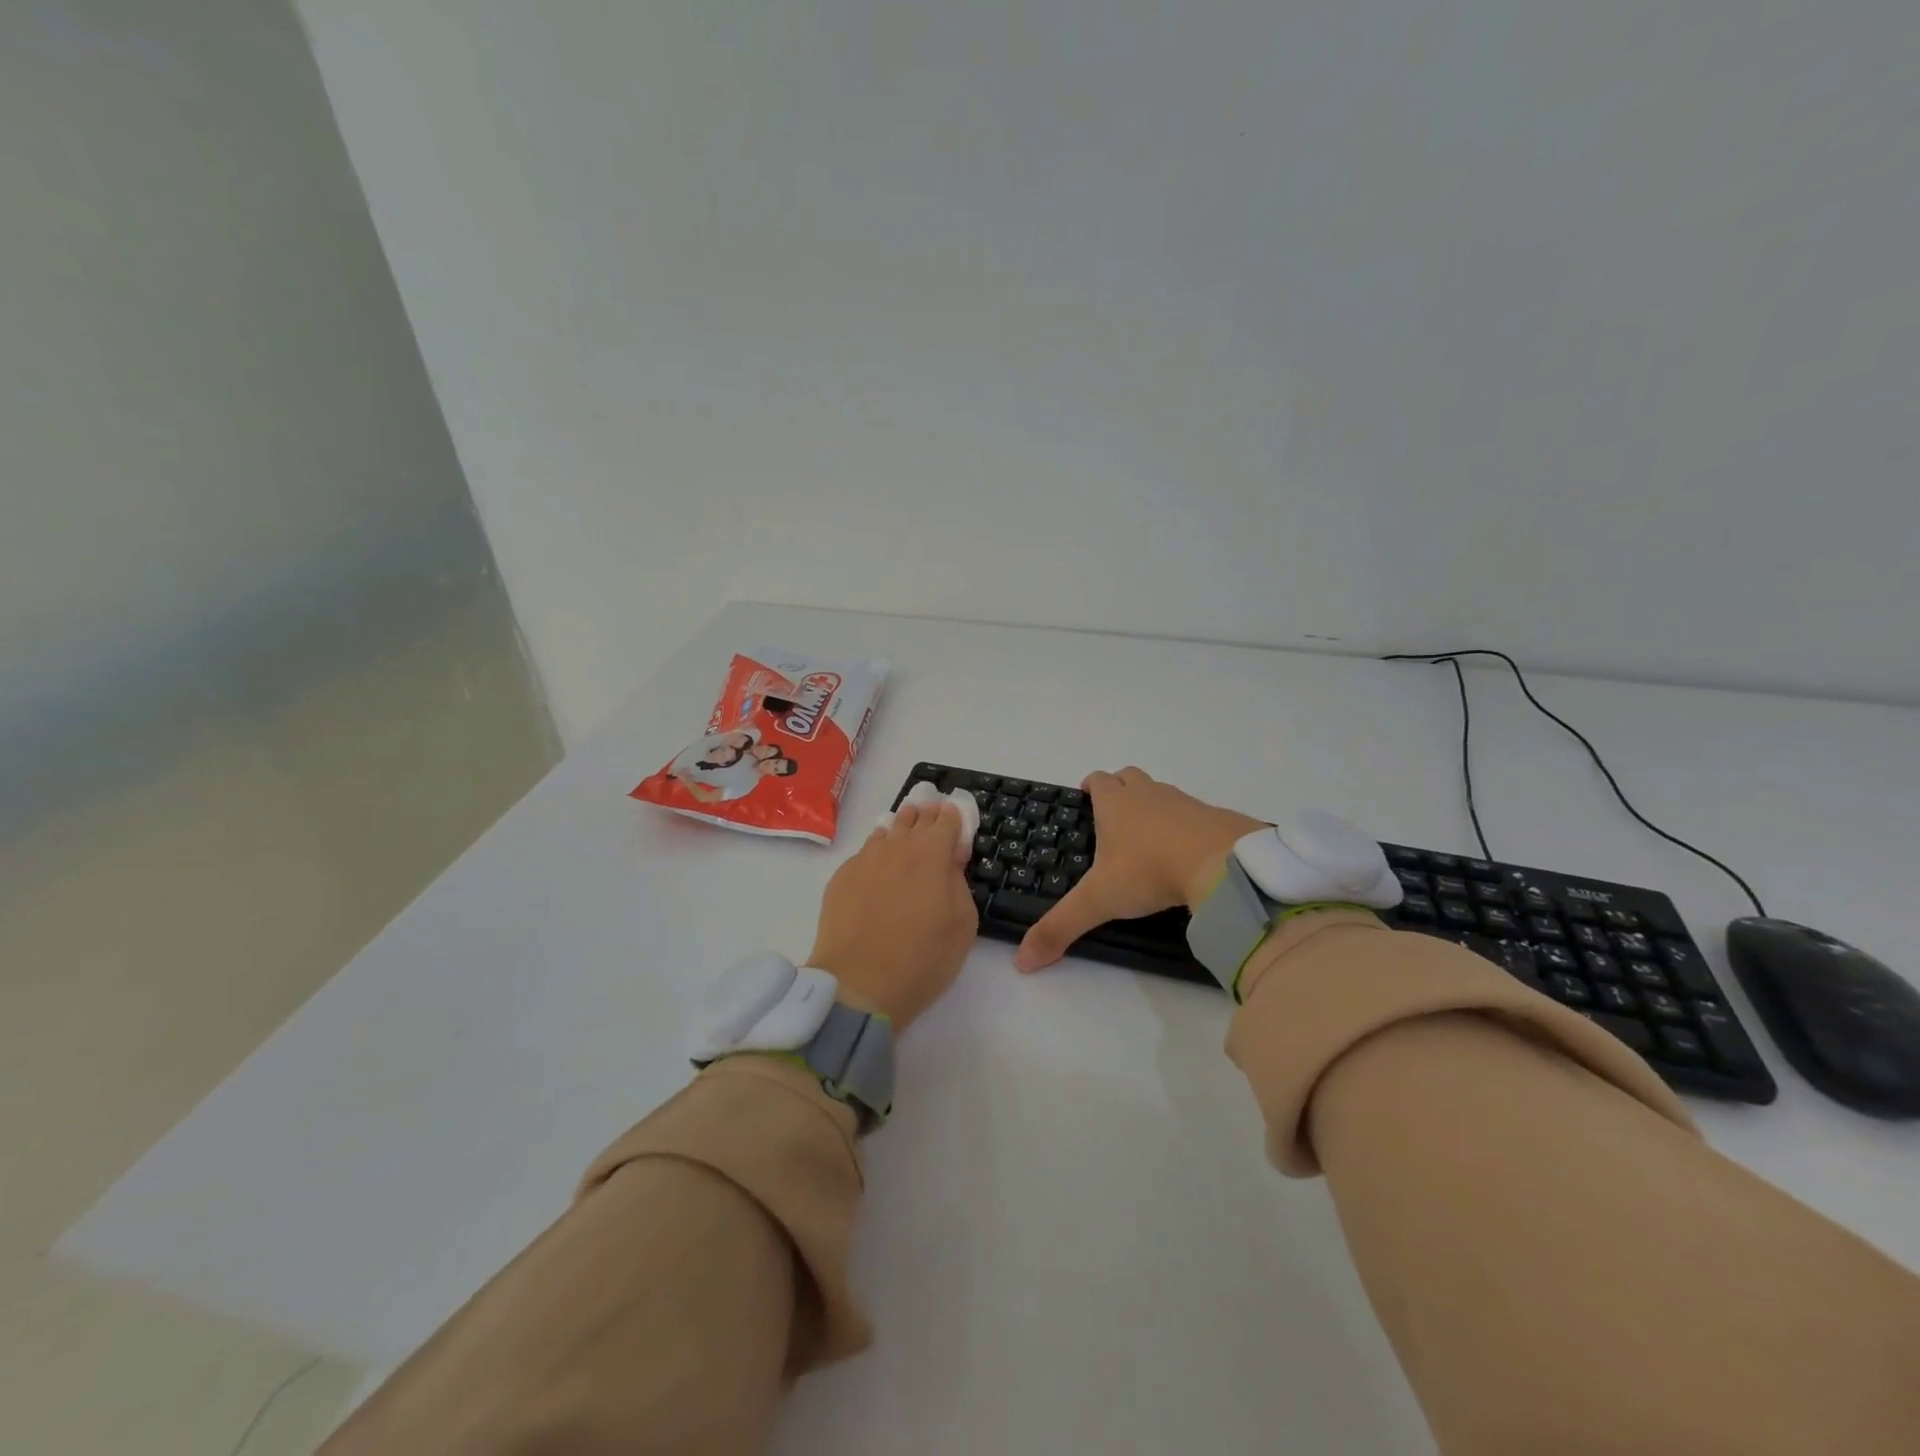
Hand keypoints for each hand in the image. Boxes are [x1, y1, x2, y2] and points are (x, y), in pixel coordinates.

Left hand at [807, 800, 977, 1030]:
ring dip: (900, 829)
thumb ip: (959, 883)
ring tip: (906, 832)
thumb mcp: (963, 923)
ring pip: (886, 831)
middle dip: (927, 816)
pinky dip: (877, 852)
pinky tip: (879, 864)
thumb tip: (950, 861)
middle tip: (932, 818)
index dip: (954, 817)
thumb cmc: (923, 958)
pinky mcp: (841, 877)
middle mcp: (897, 846)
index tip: (956, 819)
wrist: (858, 984)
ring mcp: (865, 859)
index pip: (947, 820)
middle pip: (915, 818)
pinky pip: (864, 853)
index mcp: (932, 852)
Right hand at [1016, 767, 1264, 970]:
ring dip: (1153, 806)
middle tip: (1113, 815)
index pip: (1098, 780)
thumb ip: (1061, 927)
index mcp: (1116, 804)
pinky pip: (1193, 813)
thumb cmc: (1149, 871)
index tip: (1085, 796)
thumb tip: (1022, 960)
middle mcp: (1149, 795)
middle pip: (1129, 777)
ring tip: (1149, 838)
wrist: (1222, 863)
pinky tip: (1186, 852)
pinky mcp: (1214, 817)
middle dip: (1120, 789)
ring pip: (1161, 793)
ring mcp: (1184, 803)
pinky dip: (1185, 826)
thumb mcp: (1099, 901)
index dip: (1090, 786)